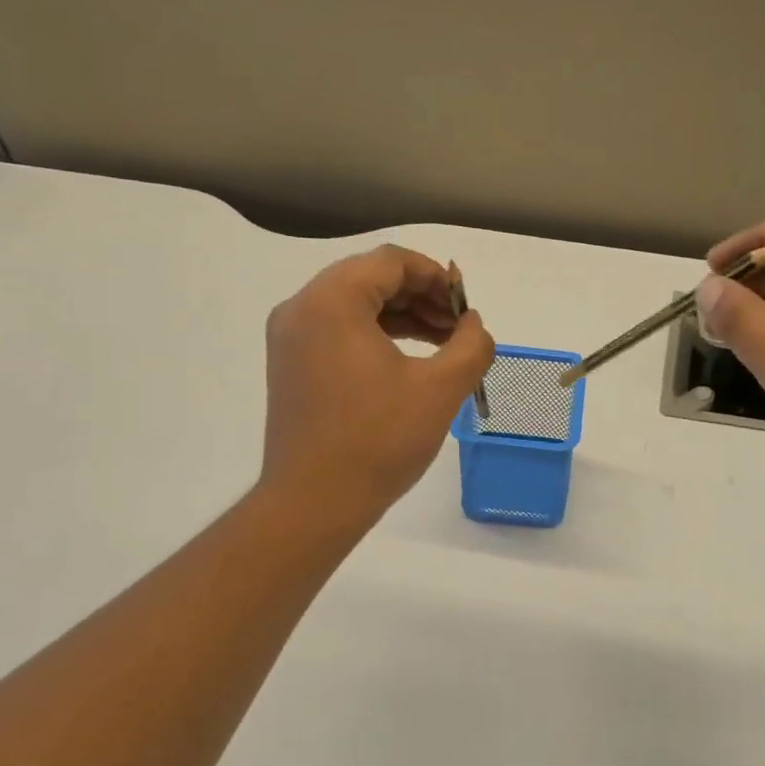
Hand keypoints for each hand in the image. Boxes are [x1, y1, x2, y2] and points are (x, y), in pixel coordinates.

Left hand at [261, 245, 492, 523]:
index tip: (466, 305)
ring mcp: (291, 339)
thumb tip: (474, 326)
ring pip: (355, 307)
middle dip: (421, 298)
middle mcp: (302, 309)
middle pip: (370, 280)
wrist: (314, 503)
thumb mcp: (440, 389)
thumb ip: (470, 345)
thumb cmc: (378, 440)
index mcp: (332, 302)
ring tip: (443, 345)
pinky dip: (376, 337)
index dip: (436, 276)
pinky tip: (408, 362)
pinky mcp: (291, 367)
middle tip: (459, 328)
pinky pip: (339, 333)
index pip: (391, 262)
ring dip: (402, 317)